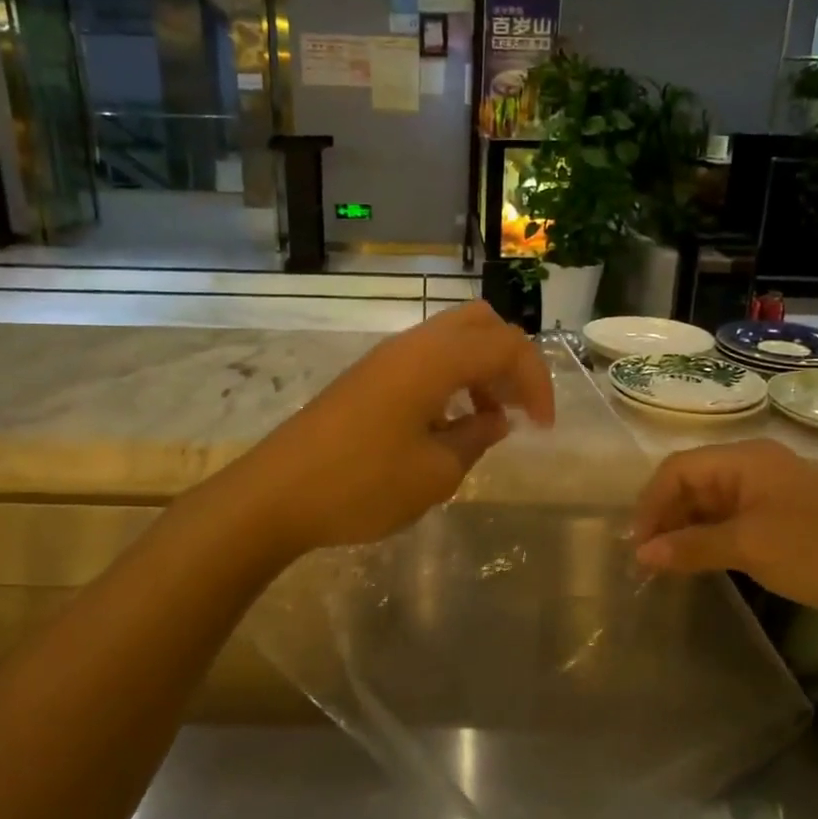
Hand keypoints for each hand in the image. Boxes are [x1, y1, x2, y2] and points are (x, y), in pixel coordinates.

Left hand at [240, 302, 554, 552]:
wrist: (274, 495)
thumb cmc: (361, 486)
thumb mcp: (435, 473)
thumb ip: (476, 438)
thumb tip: (496, 419)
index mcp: (434, 360)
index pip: (507, 346)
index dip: (536, 382)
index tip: (542, 428)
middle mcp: (411, 345)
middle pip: (480, 323)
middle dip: (510, 361)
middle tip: (516, 410)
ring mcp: (384, 358)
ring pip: (450, 339)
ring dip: (480, 370)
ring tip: (485, 421)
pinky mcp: (366, 378)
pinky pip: (424, 360)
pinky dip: (450, 380)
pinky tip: (444, 426)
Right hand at [631, 439, 817, 651]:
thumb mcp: (749, 548)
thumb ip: (690, 547)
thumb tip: (641, 554)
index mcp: (746, 459)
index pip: (678, 469)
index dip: (651, 503)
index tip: (636, 545)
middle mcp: (755, 469)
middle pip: (692, 484)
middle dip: (665, 517)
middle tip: (646, 558)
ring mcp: (771, 496)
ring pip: (710, 505)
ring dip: (685, 531)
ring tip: (664, 565)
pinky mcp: (783, 523)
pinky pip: (731, 524)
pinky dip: (709, 541)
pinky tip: (697, 564)